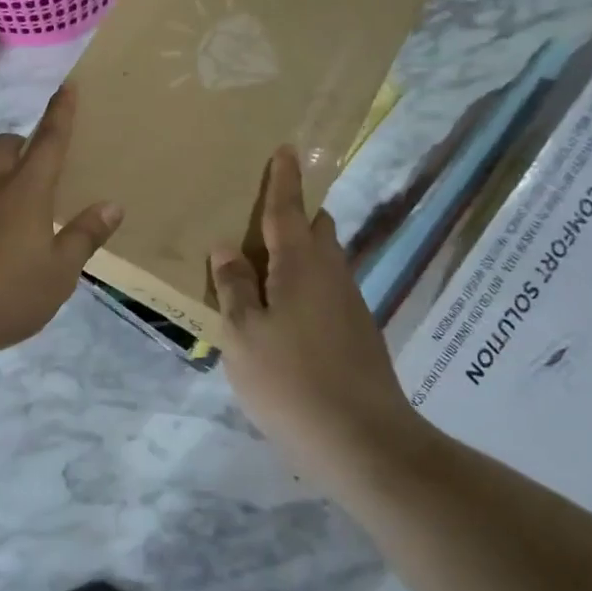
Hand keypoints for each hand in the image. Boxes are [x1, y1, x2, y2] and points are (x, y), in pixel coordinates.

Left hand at [0, 85, 122, 359]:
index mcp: (24, 192)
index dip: (60, 114)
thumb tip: (112, 205)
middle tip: (36, 159)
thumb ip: (84, 238)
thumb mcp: (58, 274)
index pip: (48, 142)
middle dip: (22, 142)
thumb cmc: (4, 294)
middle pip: (4, 145)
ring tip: (10, 200)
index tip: (67, 86)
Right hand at [212, 146, 431, 501]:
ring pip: (324, 259)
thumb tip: (226, 248)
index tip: (286, 148)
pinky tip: (284, 309)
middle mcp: (331, 275)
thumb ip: (234, 288)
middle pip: (316, 229)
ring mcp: (350, 304)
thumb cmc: (291, 381)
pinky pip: (327, 287)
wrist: (364, 442)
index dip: (284, 179)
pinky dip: (305, 281)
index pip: (288, 210)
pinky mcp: (358, 331)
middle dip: (295, 212)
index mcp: (301, 266)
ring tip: (262, 262)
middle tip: (260, 213)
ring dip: (299, 249)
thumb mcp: (243, 335)